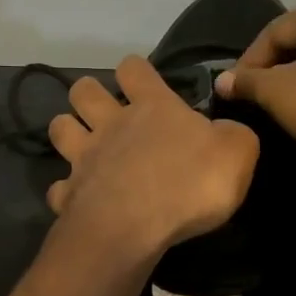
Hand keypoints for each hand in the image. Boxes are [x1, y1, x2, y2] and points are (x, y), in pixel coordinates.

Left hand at [46, 56, 258, 262]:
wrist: (134, 227)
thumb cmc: (189, 183)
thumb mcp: (237, 153)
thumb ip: (233, 135)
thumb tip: (224, 131)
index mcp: (152, 107)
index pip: (134, 68)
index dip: (136, 71)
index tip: (142, 82)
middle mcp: (111, 125)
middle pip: (82, 91)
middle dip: (88, 94)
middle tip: (104, 111)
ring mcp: (83, 158)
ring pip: (59, 128)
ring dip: (67, 132)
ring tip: (82, 147)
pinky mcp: (68, 194)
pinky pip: (59, 188)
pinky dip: (67, 191)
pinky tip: (79, 199)